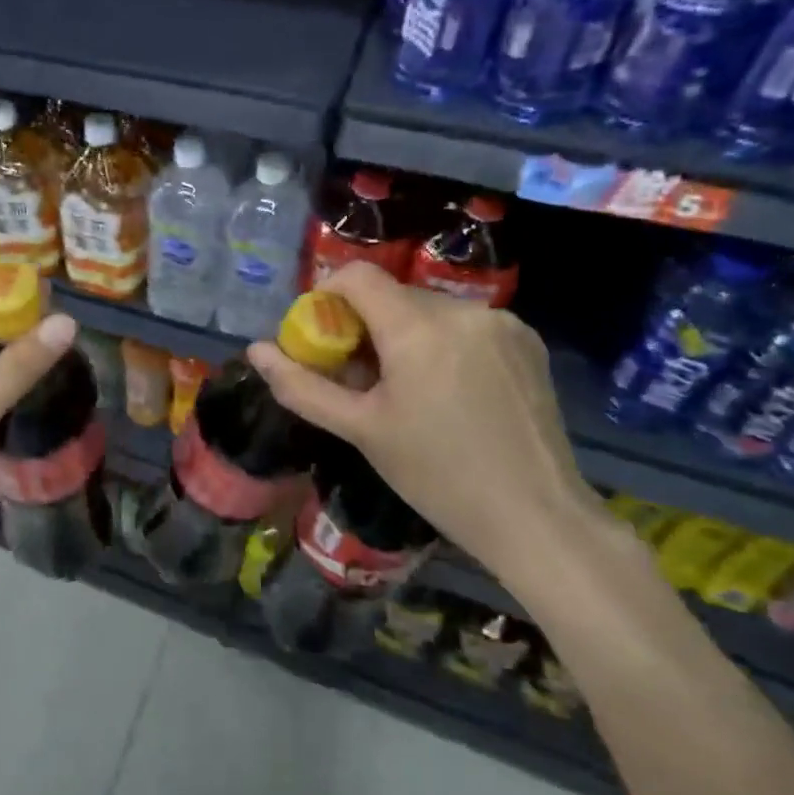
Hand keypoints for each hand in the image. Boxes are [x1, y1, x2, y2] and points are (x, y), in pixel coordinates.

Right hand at [243, 262, 604, 589]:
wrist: (537, 518)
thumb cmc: (436, 475)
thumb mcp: (360, 430)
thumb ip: (302, 386)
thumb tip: (255, 351)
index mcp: (419, 328)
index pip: (357, 276)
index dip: (326, 296)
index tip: (321, 338)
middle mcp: (463, 311)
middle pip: (392, 295)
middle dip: (364, 325)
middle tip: (356, 378)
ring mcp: (502, 324)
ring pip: (428, 310)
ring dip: (402, 335)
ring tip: (404, 390)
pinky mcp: (527, 342)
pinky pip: (464, 325)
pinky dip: (440, 344)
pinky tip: (447, 392)